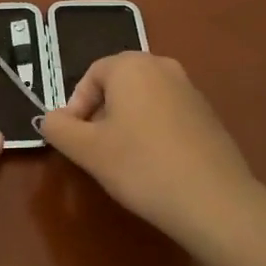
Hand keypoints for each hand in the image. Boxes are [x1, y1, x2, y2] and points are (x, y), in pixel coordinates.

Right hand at [37, 52, 261, 249]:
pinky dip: (153, 131)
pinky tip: (155, 165)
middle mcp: (163, 67)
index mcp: (131, 66)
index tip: (75, 139)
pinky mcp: (208, 115)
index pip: (91, 75)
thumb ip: (59, 128)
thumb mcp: (87, 150)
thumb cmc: (141, 166)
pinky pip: (168, 114)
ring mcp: (190, 89)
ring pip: (144, 99)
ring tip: (124, 160)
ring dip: (127, 123)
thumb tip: (51, 119)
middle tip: (96, 149)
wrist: (213, 199)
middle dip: (101, 113)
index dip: (76, 106)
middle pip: (118, 84)